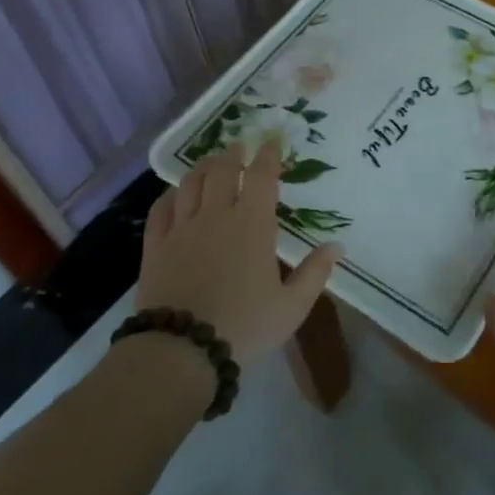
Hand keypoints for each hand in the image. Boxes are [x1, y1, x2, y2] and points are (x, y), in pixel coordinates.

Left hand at [136, 139, 342, 365]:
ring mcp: (182, 229)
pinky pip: (161, 209)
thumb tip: (338, 246)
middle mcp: (216, 216)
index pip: (261, 176)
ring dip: (203, 167)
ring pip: (190, 183)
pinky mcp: (156, 246)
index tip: (272, 142)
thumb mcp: (291, 307)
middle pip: (222, 170)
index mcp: (252, 224)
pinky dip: (170, 195)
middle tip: (239, 146)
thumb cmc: (244, 327)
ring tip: (211, 162)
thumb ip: (315, 273)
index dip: (268, 155)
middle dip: (233, 154)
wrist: (181, 352)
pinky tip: (175, 194)